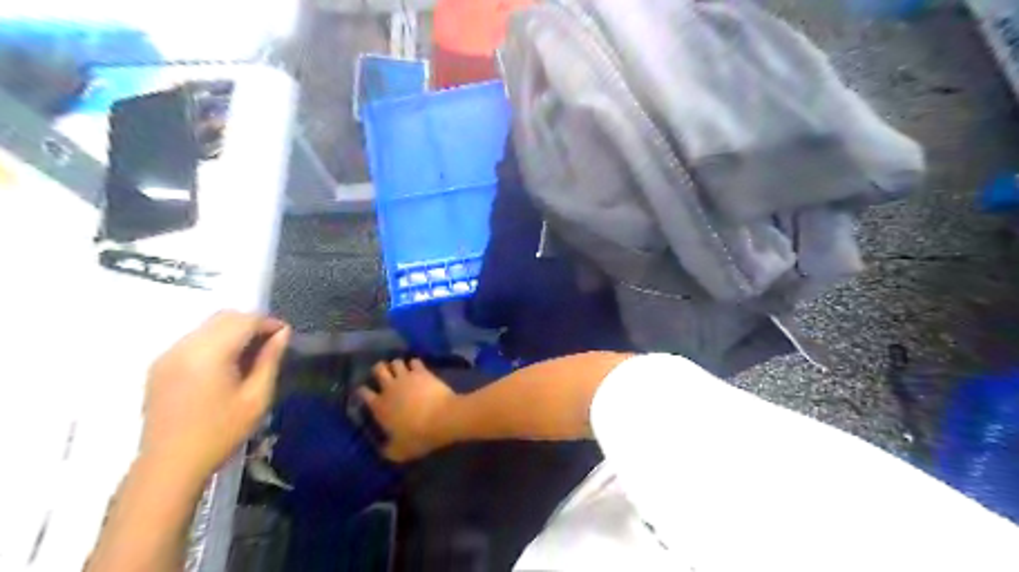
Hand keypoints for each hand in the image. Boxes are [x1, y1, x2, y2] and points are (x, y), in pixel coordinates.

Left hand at [140, 312, 289, 484]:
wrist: (170, 465)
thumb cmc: (221, 433)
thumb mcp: (257, 398)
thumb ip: (270, 360)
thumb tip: (282, 334)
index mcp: (209, 354)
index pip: (244, 321)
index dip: (269, 323)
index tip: (285, 336)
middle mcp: (184, 347)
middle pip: (224, 317)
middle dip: (251, 324)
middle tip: (270, 345)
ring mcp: (168, 355)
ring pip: (207, 326)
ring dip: (233, 331)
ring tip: (249, 355)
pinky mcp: (159, 366)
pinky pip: (193, 339)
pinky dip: (214, 341)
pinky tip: (225, 365)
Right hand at [356, 359, 456, 462]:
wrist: (443, 418)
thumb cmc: (419, 436)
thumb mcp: (399, 452)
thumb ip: (388, 450)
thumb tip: (382, 449)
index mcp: (379, 407)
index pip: (363, 393)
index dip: (363, 391)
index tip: (365, 392)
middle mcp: (389, 388)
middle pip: (378, 369)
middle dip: (379, 370)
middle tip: (384, 375)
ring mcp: (406, 377)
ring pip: (396, 362)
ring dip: (397, 365)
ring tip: (401, 371)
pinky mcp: (423, 372)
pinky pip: (414, 361)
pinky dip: (414, 364)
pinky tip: (417, 369)